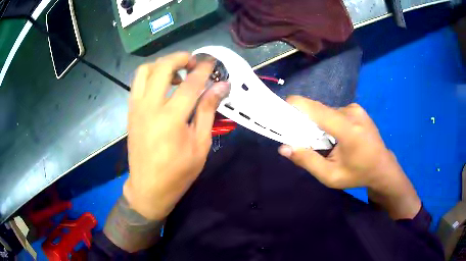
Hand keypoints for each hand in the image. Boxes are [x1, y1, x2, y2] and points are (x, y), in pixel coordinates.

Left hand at [124, 52, 229, 219]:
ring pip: (145, 71)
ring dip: (162, 64)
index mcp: (171, 118)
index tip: (212, 62)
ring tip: (176, 73)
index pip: (190, 83)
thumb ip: (208, 111)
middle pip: (163, 67)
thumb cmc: (178, 172)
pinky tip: (162, 85)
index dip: (204, 69)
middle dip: (180, 58)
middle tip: (194, 62)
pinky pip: (137, 83)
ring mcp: (137, 108)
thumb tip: (221, 87)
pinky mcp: (131, 112)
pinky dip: (151, 75)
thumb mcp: (200, 145)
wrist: (148, 188)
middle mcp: (150, 107)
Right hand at [278, 96, 420, 218]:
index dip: (295, 106)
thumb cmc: (358, 174)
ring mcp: (356, 109)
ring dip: (319, 125)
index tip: (280, 112)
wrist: (383, 168)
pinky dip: (329, 123)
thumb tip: (283, 147)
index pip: (315, 109)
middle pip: (318, 111)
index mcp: (347, 129)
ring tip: (325, 143)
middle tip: (305, 141)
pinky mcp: (357, 109)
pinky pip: (335, 112)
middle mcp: (351, 112)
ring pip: (326, 112)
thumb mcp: (330, 176)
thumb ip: (307, 161)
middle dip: (307, 123)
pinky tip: (336, 138)